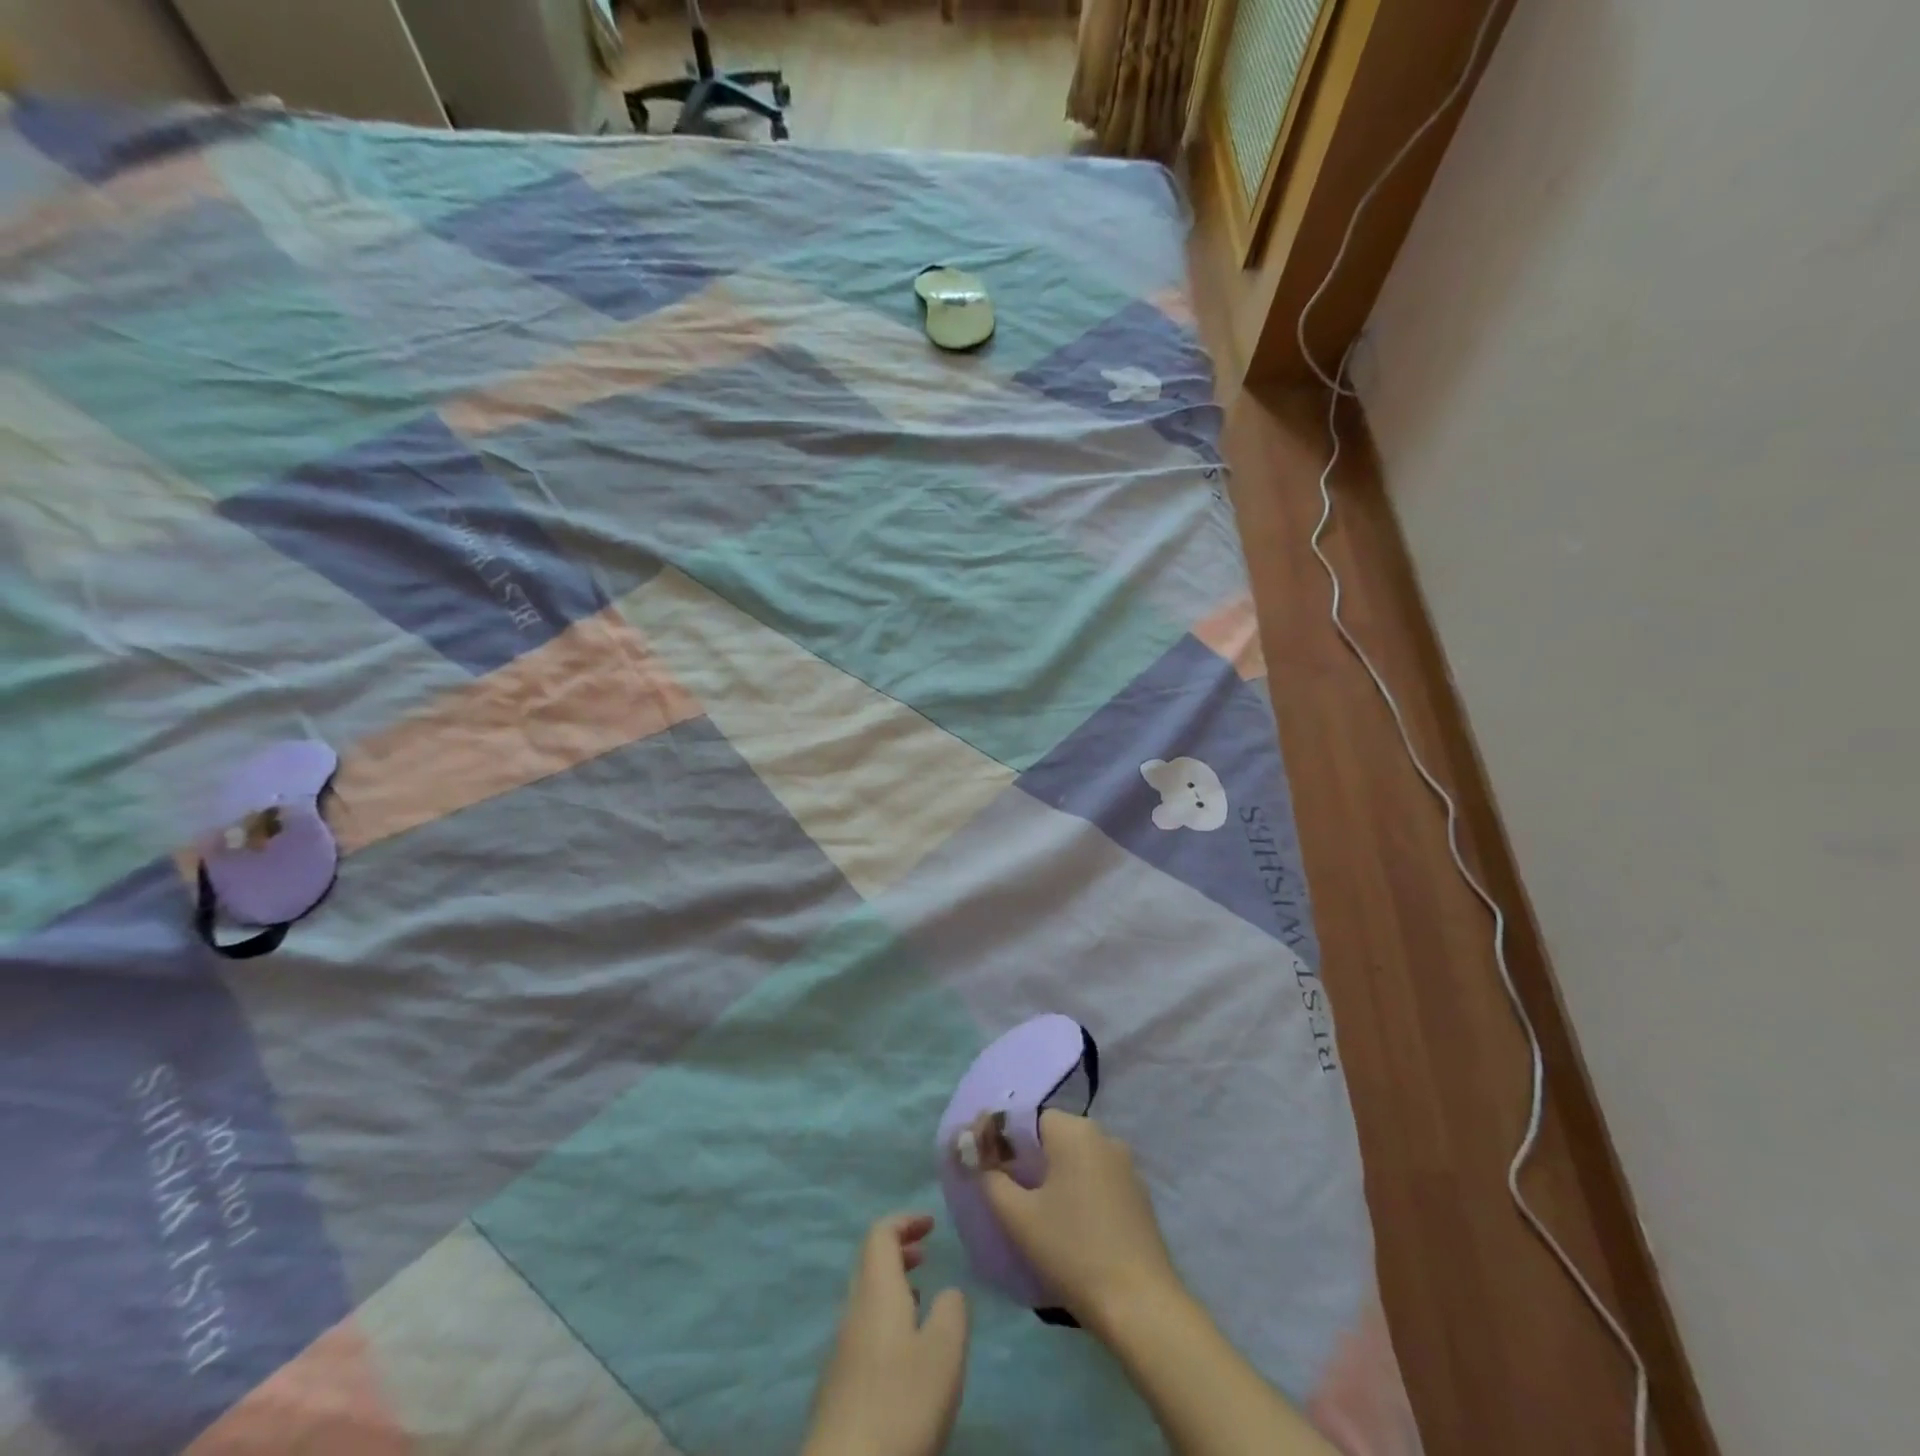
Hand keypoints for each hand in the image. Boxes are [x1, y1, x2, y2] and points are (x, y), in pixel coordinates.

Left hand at [803, 1214, 968, 1455]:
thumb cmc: (900, 1402)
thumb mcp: (944, 1352)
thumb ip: (952, 1311)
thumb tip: (948, 1292)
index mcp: (876, 1291)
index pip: (881, 1234)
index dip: (905, 1221)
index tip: (931, 1223)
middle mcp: (854, 1310)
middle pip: (870, 1264)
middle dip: (899, 1251)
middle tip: (927, 1254)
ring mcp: (842, 1349)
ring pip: (867, 1299)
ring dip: (894, 1288)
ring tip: (924, 1300)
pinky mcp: (841, 1386)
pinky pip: (865, 1330)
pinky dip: (888, 1320)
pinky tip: (907, 1353)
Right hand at [982, 1112, 1181, 1333]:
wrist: (1139, 1305)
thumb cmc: (1072, 1251)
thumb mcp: (1018, 1217)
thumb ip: (991, 1179)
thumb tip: (980, 1159)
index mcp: (1074, 1131)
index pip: (1029, 1118)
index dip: (1005, 1140)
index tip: (989, 1168)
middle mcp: (1104, 1136)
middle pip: (1054, 1137)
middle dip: (1028, 1159)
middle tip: (1009, 1194)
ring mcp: (1126, 1166)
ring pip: (1077, 1159)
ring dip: (1055, 1177)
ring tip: (1037, 1214)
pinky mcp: (1138, 1195)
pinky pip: (1097, 1179)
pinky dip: (1079, 1192)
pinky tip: (1071, 1227)